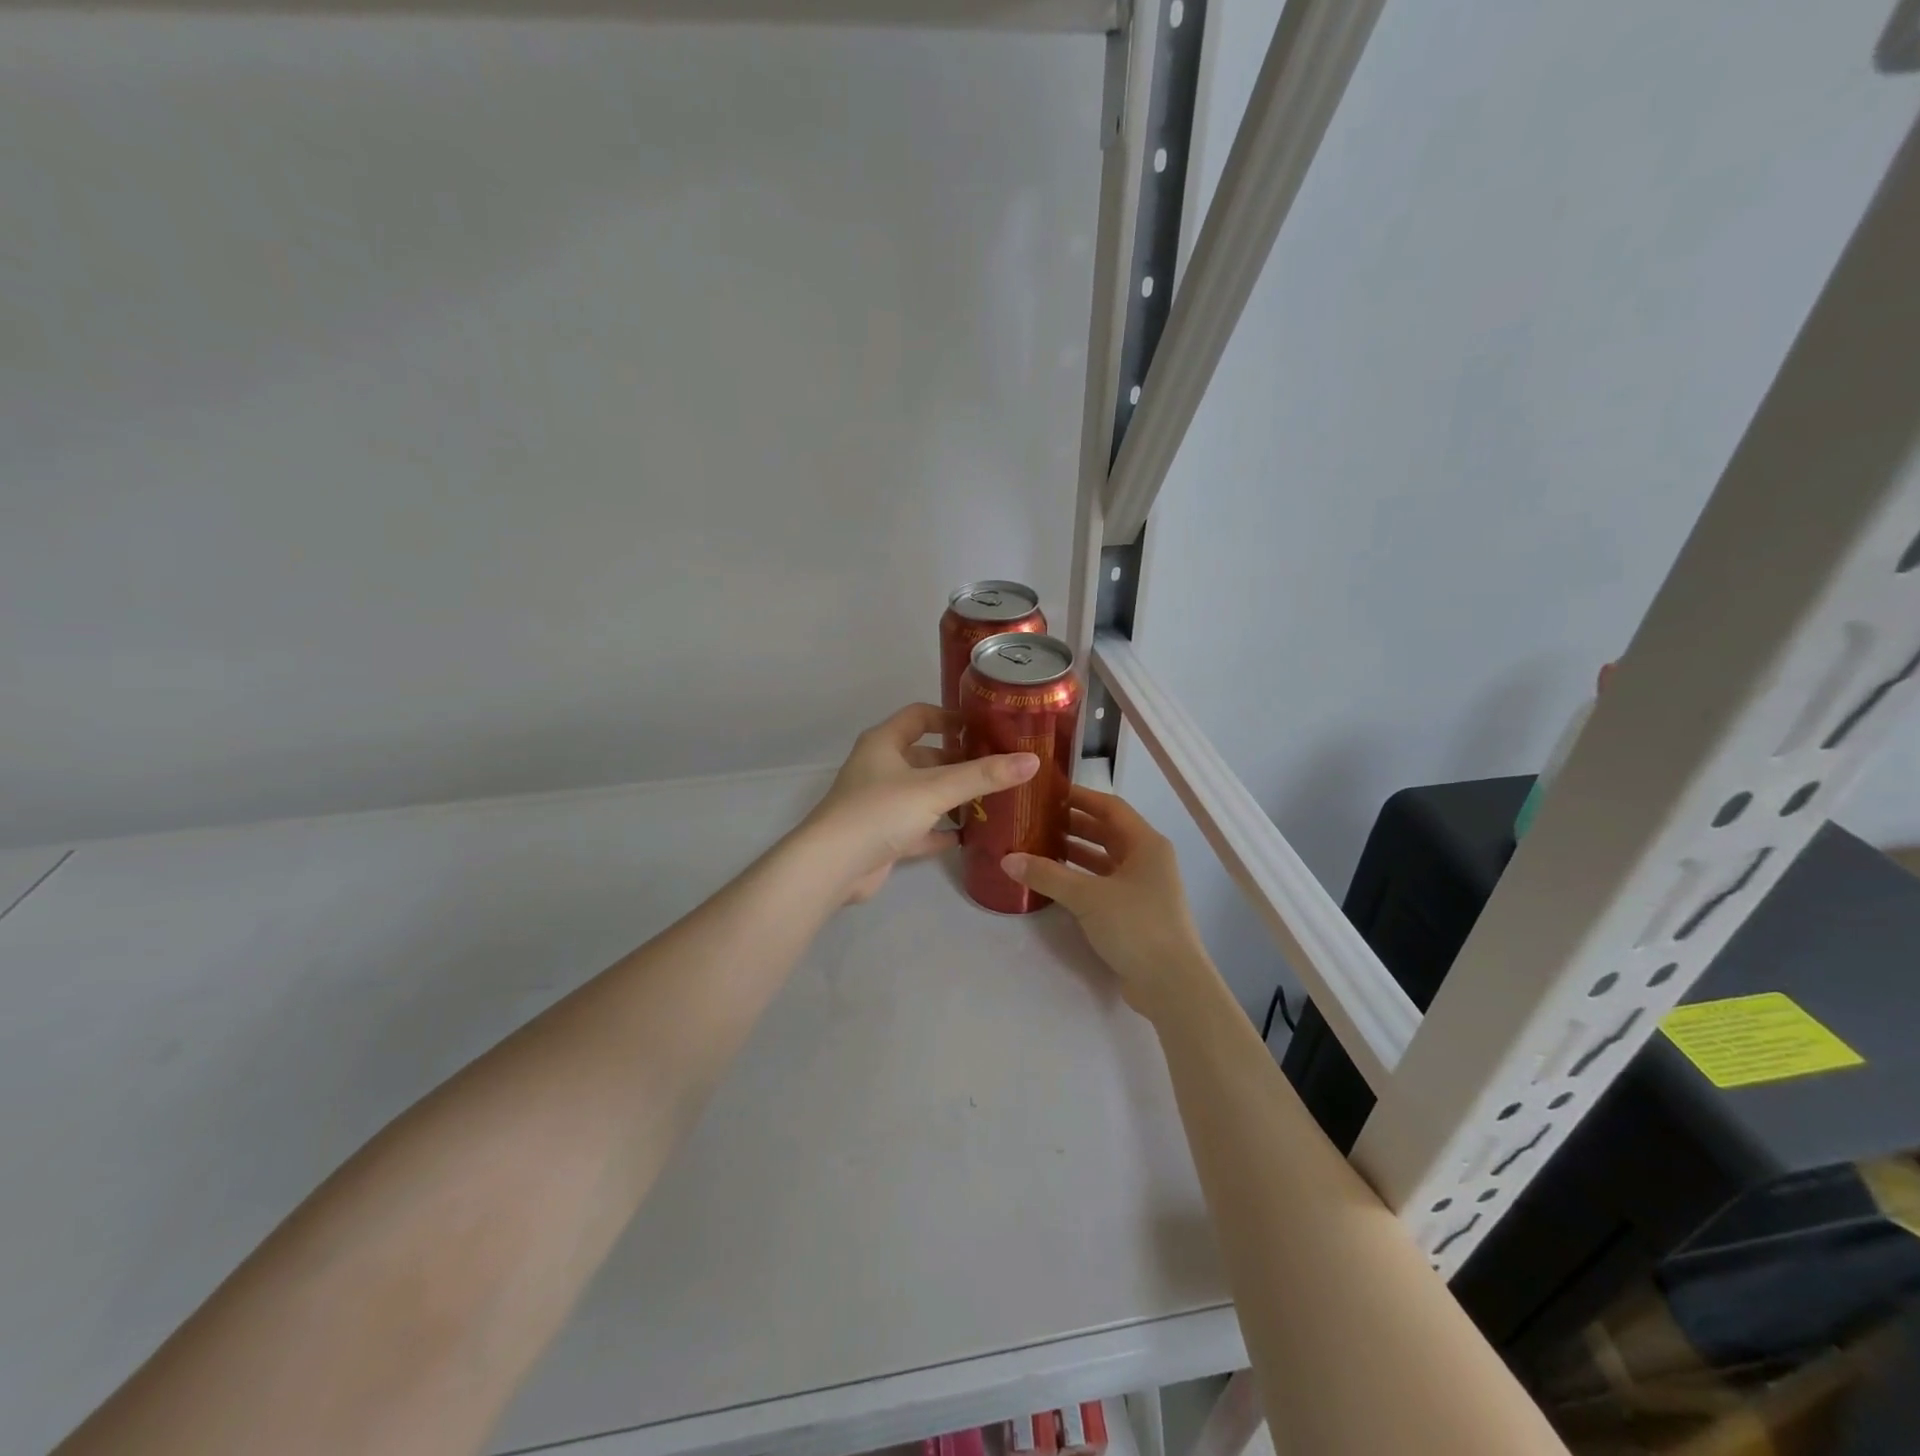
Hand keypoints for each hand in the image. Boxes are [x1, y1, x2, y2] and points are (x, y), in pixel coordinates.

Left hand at [801, 703, 1039, 903]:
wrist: (832, 867)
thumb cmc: (880, 812)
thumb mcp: (935, 789)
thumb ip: (983, 776)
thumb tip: (1032, 761)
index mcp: (884, 743)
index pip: (919, 716)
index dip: (950, 716)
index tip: (983, 726)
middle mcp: (879, 768)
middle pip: (925, 757)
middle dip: (959, 762)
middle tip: (997, 768)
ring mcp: (879, 804)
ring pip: (922, 794)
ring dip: (951, 797)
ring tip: (992, 801)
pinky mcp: (882, 837)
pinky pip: (918, 828)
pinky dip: (939, 830)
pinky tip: (967, 836)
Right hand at [1001, 787, 1212, 1017]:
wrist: (1172, 984)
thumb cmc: (1136, 925)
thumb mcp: (1088, 896)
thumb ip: (1047, 875)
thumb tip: (1007, 859)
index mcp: (1146, 843)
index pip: (1110, 807)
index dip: (1080, 796)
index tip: (1048, 792)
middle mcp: (1148, 859)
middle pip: (1107, 832)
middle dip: (1072, 825)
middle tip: (1036, 820)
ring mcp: (1143, 887)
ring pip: (1104, 859)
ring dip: (1075, 852)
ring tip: (1038, 847)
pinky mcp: (1135, 912)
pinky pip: (1103, 884)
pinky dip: (1081, 878)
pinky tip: (1055, 882)